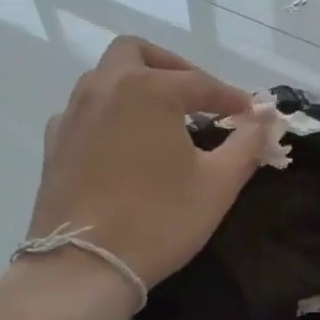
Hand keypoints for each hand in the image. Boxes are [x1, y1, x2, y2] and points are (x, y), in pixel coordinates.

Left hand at [27, 37, 269, 293]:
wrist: (84, 266)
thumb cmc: (159, 220)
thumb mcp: (217, 184)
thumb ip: (246, 144)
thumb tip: (266, 118)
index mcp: (146, 90)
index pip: (198, 83)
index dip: (229, 98)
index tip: (250, 115)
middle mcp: (104, 89)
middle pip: (136, 53)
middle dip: (170, 66)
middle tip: (195, 98)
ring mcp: (72, 114)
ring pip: (105, 78)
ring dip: (136, 87)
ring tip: (162, 120)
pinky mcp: (54, 143)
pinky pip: (84, 110)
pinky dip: (108, 114)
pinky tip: (123, 144)